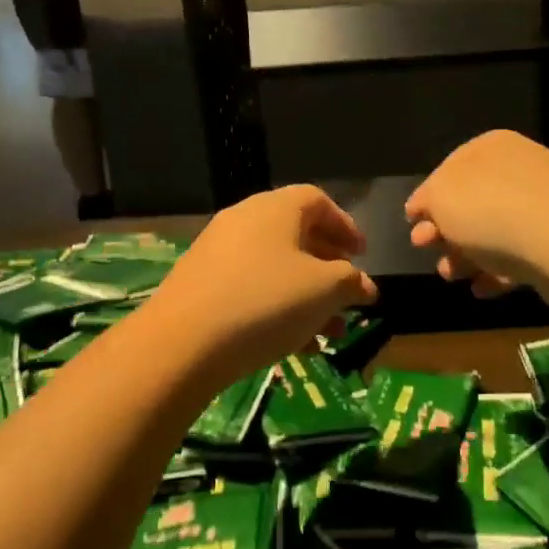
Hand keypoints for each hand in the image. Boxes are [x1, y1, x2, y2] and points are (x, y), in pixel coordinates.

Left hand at [147, 185, 377, 382]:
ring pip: (276, 269)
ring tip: (331, 334)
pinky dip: (278, 309)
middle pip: (297, 236)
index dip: (345, 225)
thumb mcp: (324, 290)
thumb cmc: (266, 302)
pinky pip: (251, 289)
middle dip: (329, 269)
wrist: (183, 342)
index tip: (362, 255)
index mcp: (276, 209)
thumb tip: (364, 285)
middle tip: (348, 295)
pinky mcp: (202, 286)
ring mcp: (218, 253)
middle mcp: (245, 221)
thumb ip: (351, 282)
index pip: (317, 201)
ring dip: (308, 297)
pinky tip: (297, 347)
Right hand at [404, 130, 548, 310]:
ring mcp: (542, 205)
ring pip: (493, 232)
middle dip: (444, 230)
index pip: (448, 169)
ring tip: (450, 276)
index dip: (427, 198)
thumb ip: (427, 199)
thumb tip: (423, 208)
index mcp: (489, 148)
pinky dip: (496, 272)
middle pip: (471, 203)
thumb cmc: (491, 211)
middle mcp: (518, 169)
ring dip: (465, 255)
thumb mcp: (441, 197)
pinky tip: (481, 289)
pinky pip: (518, 255)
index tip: (411, 224)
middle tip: (425, 249)